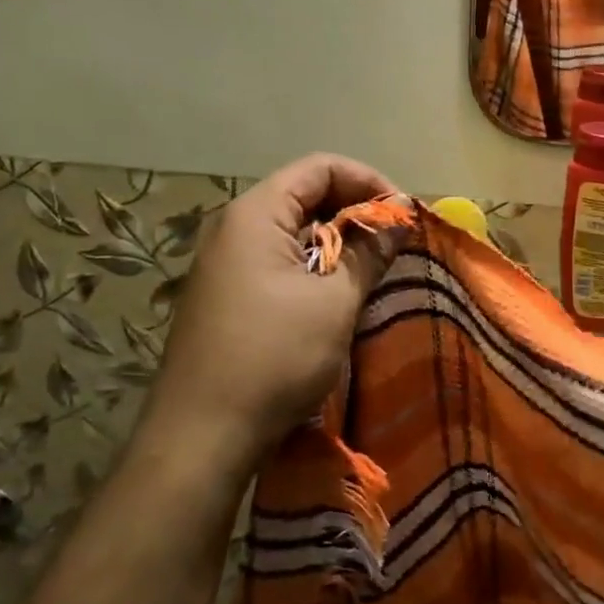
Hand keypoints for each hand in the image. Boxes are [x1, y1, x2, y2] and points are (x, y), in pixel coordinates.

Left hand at [150, 154, 396, 476]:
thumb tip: (398, 221)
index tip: (403, 213)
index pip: (319, 167)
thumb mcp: (334, 302)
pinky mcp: (224, 295)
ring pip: (291, 231)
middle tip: (393, 241)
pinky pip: (275, 260)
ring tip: (372, 268)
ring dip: (335, 242)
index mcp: (256, 214)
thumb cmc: (275, 356)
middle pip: (303, 195)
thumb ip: (369, 253)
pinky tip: (335, 295)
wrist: (200, 435)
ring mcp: (223, 263)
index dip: (368, 180)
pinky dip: (311, 266)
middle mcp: (233, 227)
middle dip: (354, 210)